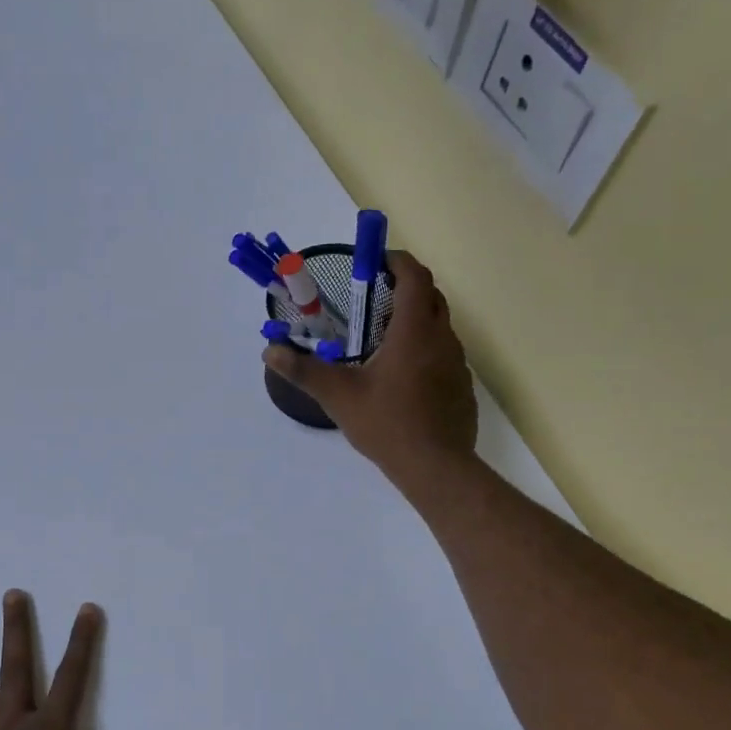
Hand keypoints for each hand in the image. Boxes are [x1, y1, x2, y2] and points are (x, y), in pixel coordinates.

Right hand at [263, 249, 477, 491]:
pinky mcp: (462, 386)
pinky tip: (403, 376)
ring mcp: (457, 363)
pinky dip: (426, 349)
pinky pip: (445, 353)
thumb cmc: (387, 424)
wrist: (436, 467)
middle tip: (375, 297)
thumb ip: (303, 370)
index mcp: (414, 331)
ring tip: (384, 337)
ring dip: (416, 319)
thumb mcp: (338, 396)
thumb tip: (269, 351)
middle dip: (406, 288)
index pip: (415, 277)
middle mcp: (442, 339)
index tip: (377, 262)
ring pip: (440, 326)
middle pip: (431, 296)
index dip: (398, 262)